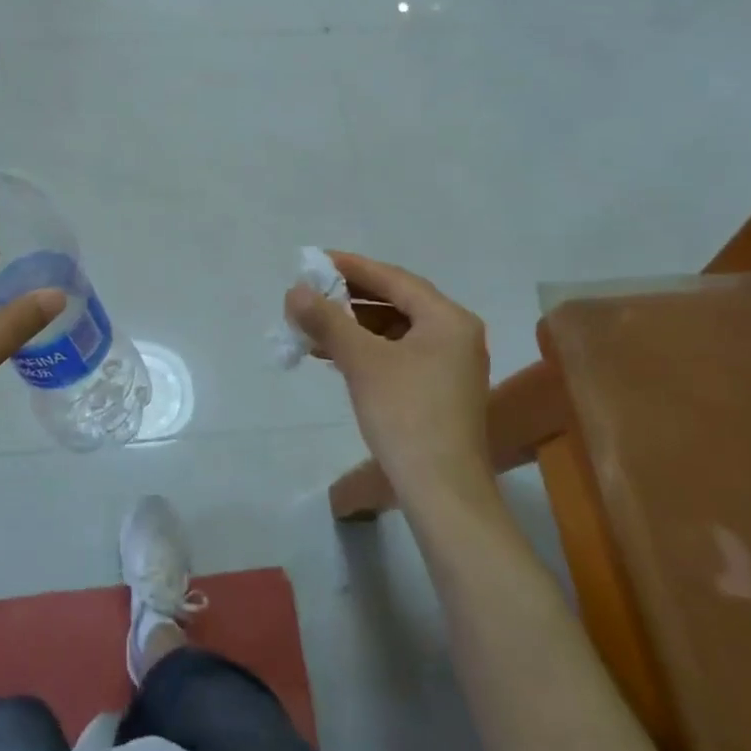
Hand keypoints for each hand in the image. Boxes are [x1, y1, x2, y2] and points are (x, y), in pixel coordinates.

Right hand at [285, 252, 493, 504]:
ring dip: (354, 326)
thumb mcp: (361, 361)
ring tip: (313, 327)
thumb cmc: (405, 414)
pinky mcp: (439, 390)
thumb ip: (327, 320)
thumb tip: (294, 290)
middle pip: (396, 302)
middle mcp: (456, 334)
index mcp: (448, 318)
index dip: (352, 267)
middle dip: (349, 299)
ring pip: (395, 330)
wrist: (442, 489)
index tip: (315, 261)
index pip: (394, 279)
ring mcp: (451, 364)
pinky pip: (398, 354)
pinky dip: (367, 350)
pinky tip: (334, 357)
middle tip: (311, 294)